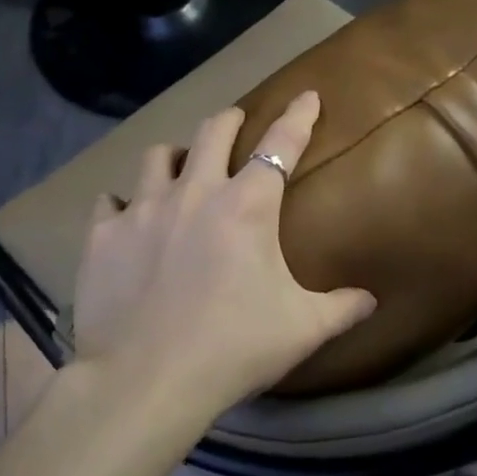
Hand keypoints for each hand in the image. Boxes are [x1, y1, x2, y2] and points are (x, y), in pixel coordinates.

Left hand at [71, 91, 376, 416]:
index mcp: (247, 205)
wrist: (146, 381)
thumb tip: (372, 300)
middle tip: (237, 121)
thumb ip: (342, 308)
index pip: (281, 144)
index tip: (308, 94)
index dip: (298, 115)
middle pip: (212, 132)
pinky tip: (126, 217)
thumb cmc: (233, 347)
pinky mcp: (104, 236)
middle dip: (230, 119)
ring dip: (175, 155)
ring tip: (180, 166)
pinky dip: (122, 203)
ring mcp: (143, 210)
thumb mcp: (302, 329)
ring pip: (157, 156)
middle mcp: (195, 192)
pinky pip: (110, 202)